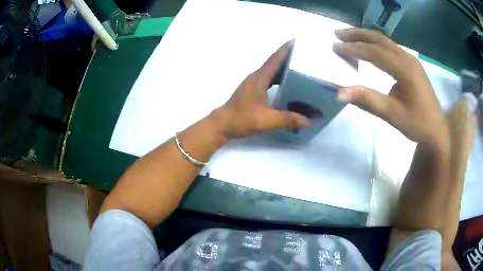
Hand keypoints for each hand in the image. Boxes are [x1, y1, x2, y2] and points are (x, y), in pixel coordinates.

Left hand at [210, 41, 310, 138]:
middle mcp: (256, 77)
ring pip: (272, 70)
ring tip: (300, 66)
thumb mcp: (265, 120)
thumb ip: (286, 119)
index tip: (296, 40)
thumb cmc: (241, 119)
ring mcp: (254, 83)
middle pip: (274, 62)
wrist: (222, 124)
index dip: (285, 49)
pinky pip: (269, 78)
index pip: (274, 59)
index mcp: (259, 78)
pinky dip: (279, 77)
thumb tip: (308, 122)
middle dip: (288, 56)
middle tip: (304, 54)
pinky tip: (288, 82)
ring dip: (284, 67)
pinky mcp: (253, 89)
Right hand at [333, 28, 448, 148]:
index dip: (354, 48)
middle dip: (358, 34)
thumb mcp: (393, 115)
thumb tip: (340, 93)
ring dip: (366, 36)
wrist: (437, 129)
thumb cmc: (417, 124)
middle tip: (338, 33)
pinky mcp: (411, 64)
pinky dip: (375, 43)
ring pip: (385, 41)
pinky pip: (391, 47)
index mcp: (405, 70)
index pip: (375, 53)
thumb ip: (368, 101)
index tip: (336, 46)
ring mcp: (411, 60)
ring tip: (349, 35)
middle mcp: (408, 59)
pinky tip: (368, 46)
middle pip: (380, 40)